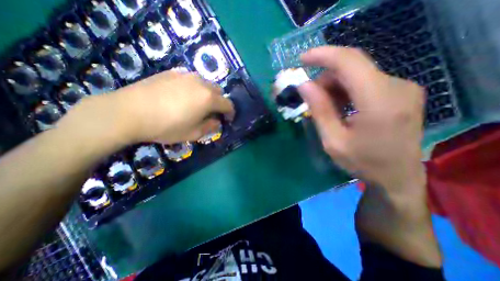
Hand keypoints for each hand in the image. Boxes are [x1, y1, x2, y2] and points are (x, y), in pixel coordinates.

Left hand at [59, 71, 235, 145]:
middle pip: (218, 91)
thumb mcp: (193, 133)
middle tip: (212, 113)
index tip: (228, 120)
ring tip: (197, 104)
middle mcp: (201, 83)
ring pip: (206, 83)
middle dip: (219, 102)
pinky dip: (194, 88)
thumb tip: (217, 121)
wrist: (128, 112)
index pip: (228, 104)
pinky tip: (182, 96)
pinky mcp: (172, 72)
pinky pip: (191, 79)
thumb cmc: (166, 126)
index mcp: (208, 98)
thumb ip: (210, 127)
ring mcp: (186, 75)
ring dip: (208, 94)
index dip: (231, 113)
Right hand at [296, 46, 424, 194]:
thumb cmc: (363, 163)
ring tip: (325, 107)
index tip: (302, 59)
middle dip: (325, 78)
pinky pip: (365, 81)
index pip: (349, 62)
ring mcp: (401, 88)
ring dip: (335, 86)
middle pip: (352, 67)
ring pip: (357, 74)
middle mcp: (396, 87)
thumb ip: (319, 110)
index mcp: (379, 102)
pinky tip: (340, 107)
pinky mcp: (399, 92)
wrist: (398, 177)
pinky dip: (346, 90)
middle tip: (310, 98)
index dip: (323, 56)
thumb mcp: (333, 141)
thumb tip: (304, 85)